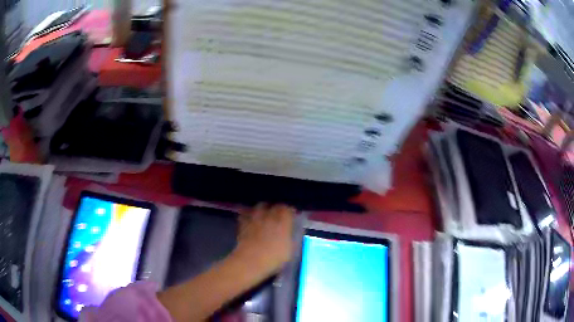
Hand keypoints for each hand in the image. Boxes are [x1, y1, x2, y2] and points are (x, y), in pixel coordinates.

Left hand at [233, 204, 294, 275]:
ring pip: (259, 206)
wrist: (250, 262)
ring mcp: (254, 219)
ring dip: (263, 208)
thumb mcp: (290, 250)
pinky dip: (249, 215)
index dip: (290, 211)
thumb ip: (291, 237)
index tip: (292, 215)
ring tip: (264, 215)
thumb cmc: (273, 258)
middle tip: (279, 214)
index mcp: (282, 222)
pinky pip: (246, 214)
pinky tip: (251, 220)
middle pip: (274, 205)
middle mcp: (269, 216)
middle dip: (277, 208)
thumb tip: (290, 231)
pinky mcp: (243, 224)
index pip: (288, 209)